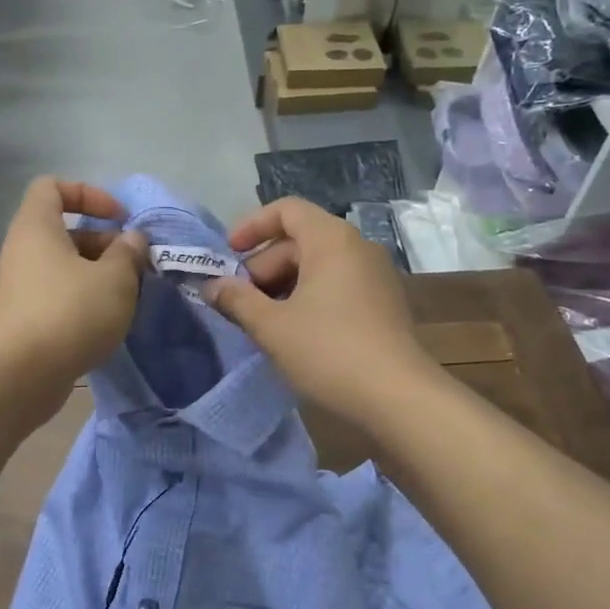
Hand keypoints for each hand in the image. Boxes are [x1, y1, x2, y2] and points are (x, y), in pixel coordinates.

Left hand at [0, 178, 149, 407]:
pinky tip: (106, 322)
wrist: (22, 374)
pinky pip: (57, 295)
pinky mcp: (23, 319)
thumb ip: (128, 253)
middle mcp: (22, 251)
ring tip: (127, 296)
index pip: (52, 187)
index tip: (118, 219)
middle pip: (64, 231)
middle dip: (103, 242)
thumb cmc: (71, 312)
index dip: (88, 194)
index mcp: (37, 228)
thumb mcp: (115, 278)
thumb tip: (131, 240)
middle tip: (134, 266)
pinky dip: (83, 300)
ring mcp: (20, 287)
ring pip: (63, 267)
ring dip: (98, 275)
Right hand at [204, 196, 436, 423]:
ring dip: (282, 287)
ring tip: (260, 322)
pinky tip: (292, 334)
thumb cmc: (328, 351)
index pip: (286, 210)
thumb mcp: (271, 326)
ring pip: (317, 267)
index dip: (251, 226)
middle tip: (238, 303)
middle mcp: (357, 248)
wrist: (398, 398)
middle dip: (262, 267)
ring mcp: (375, 277)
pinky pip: (336, 287)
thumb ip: (237, 300)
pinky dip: (308, 299)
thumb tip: (212, 286)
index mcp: (331, 240)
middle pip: (299, 241)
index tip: (227, 256)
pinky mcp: (383, 305)